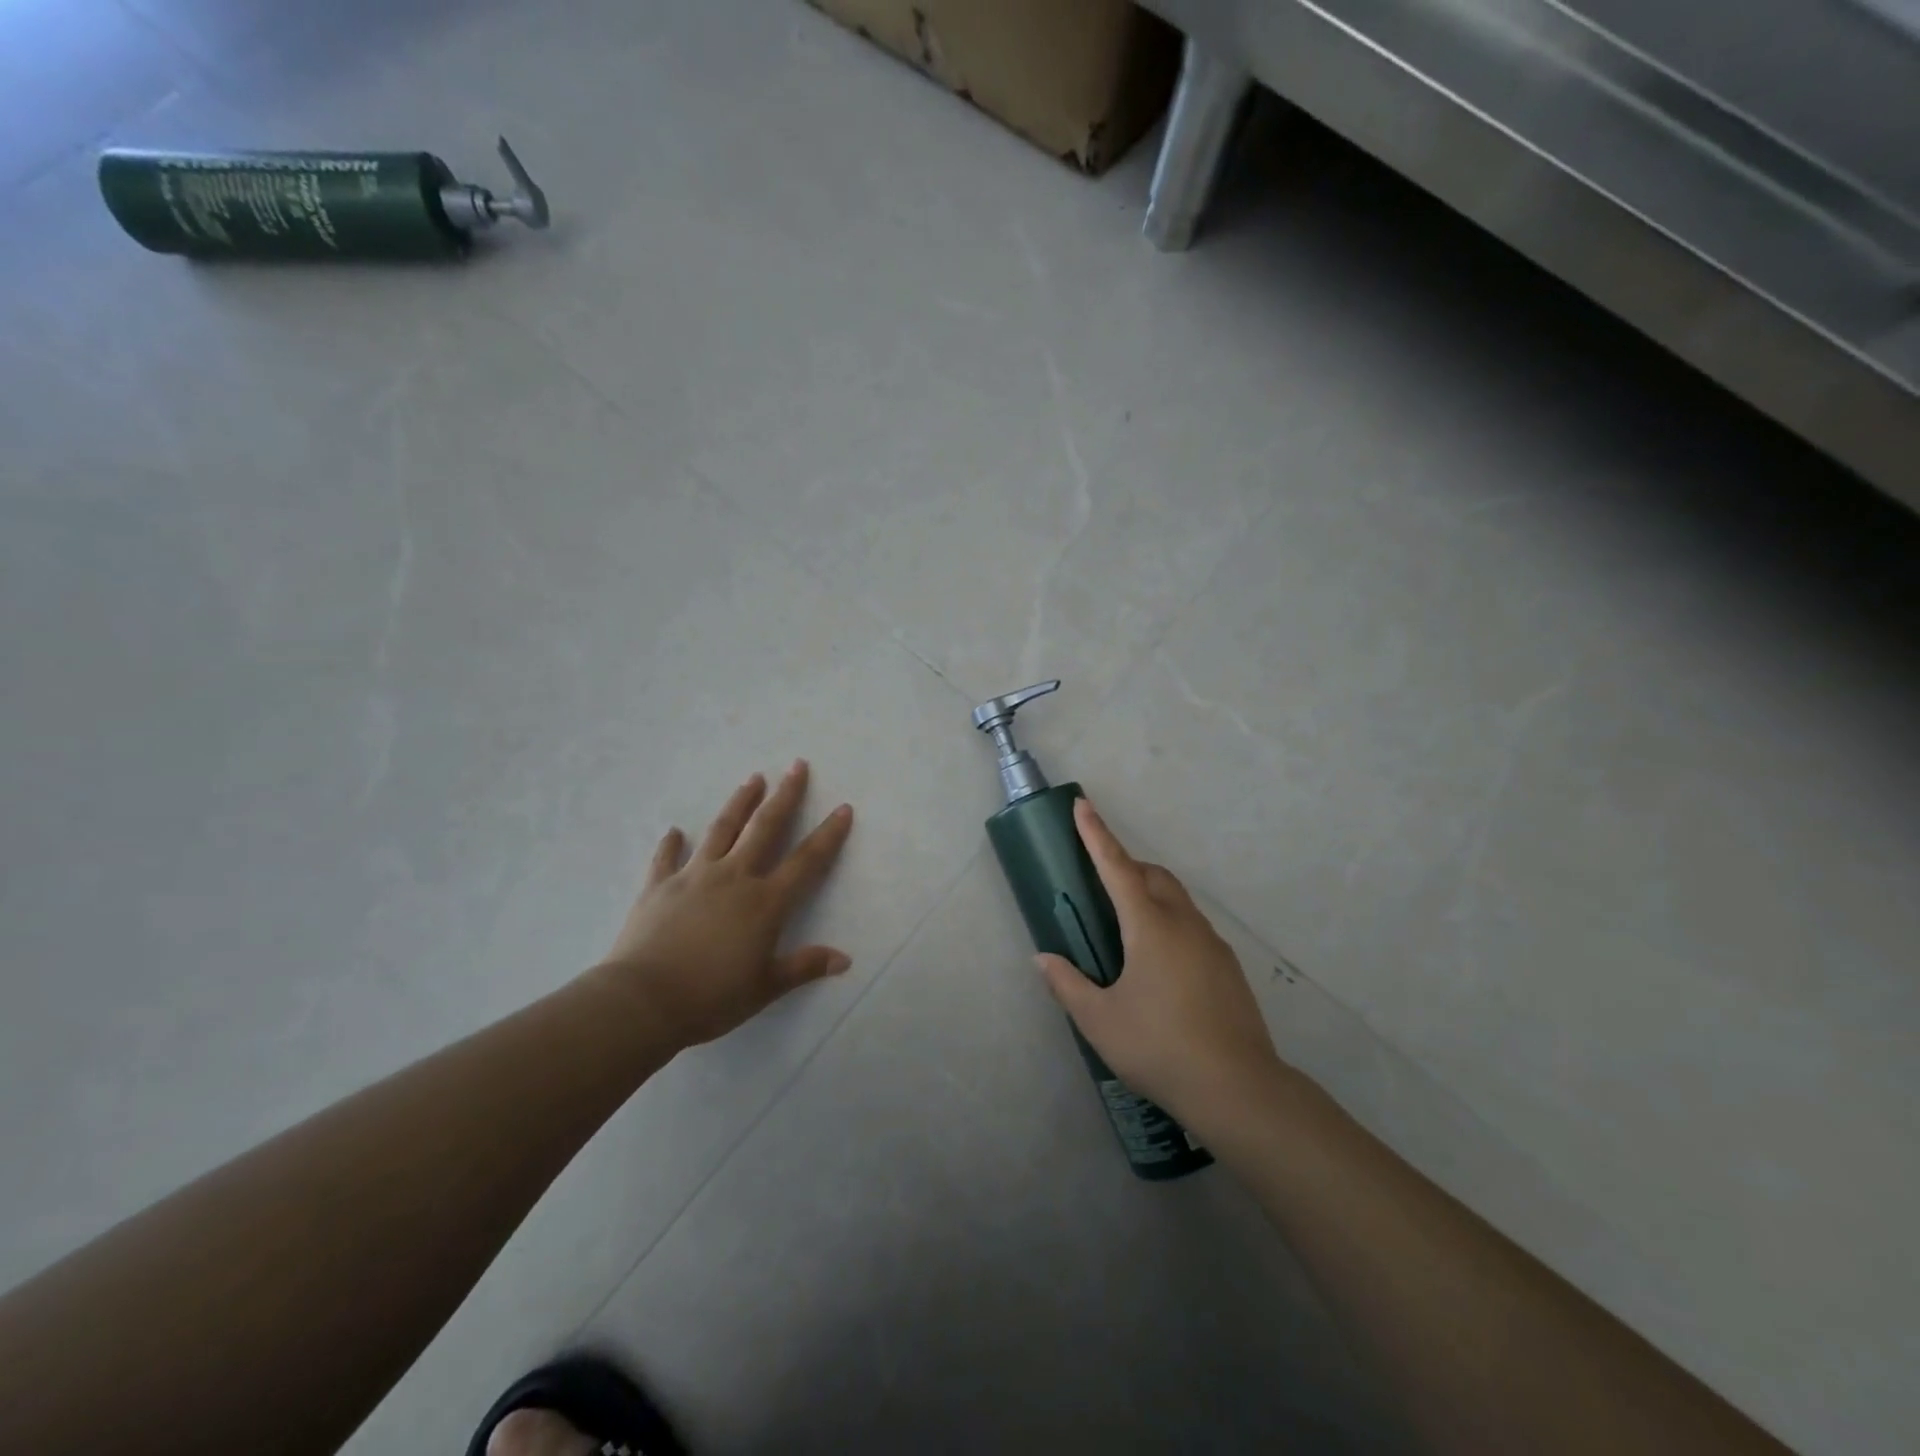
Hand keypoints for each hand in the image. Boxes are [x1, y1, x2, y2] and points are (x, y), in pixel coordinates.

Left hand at [589, 760, 854, 1049]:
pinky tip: (673, 831)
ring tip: (752, 779)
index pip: (806, 861)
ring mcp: (693, 877)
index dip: (828, 835)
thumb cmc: (712, 997)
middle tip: (796, 765)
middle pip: (764, 828)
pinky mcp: (658, 886)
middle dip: (784, 795)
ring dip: (739, 803)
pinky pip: (666, 859)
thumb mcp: (765, 987)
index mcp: (765, 902)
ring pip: (721, 830)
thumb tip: (845, 959)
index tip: (842, 808)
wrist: (643, 1001)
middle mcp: (733, 878)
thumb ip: (805, 967)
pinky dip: (670, 844)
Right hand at [1036, 798, 1283, 1132]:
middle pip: (1153, 875)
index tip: (1083, 804)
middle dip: (1125, 864)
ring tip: (1125, 928)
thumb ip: (1068, 985)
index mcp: (1150, 927)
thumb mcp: (1100, 1020)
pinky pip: (1192, 925)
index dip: (1097, 834)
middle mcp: (1184, 924)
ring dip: (1149, 894)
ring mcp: (1211, 944)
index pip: (1118, 866)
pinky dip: (1169, 922)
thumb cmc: (1159, 1047)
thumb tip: (1044, 959)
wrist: (1238, 1089)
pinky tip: (1159, 964)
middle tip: (1099, 883)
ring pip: (1176, 899)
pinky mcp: (1227, 966)